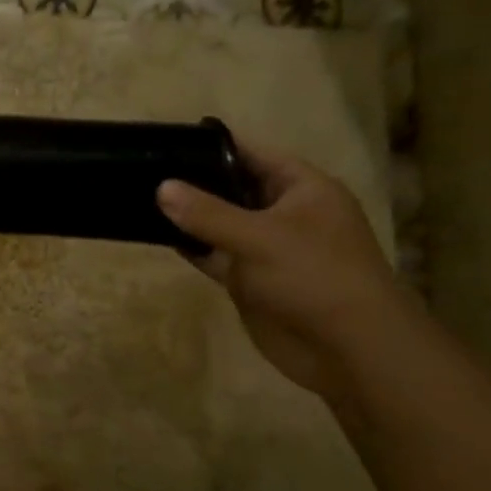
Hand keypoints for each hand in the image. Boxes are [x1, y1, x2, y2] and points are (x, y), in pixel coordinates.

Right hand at [156, 144, 415, 399]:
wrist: (348, 350)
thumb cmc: (315, 277)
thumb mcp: (259, 237)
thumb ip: (207, 212)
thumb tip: (162, 188)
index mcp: (304, 189)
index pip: (254, 154)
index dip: (215, 145)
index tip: (170, 140)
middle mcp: (285, 213)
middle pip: (234, 187)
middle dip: (195, 180)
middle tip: (146, 168)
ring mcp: (267, 248)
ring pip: (220, 223)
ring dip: (189, 215)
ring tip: (142, 196)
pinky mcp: (250, 279)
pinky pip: (214, 255)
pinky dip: (191, 247)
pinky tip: (158, 235)